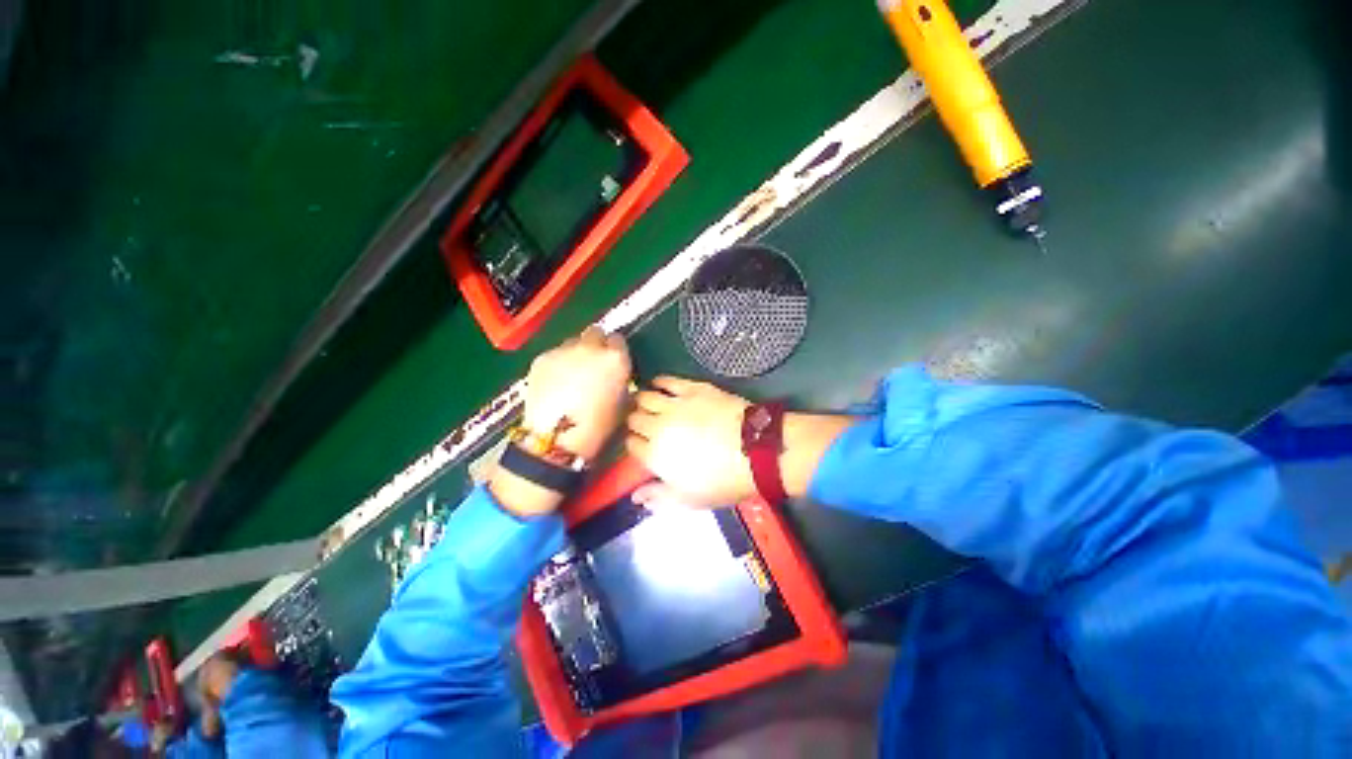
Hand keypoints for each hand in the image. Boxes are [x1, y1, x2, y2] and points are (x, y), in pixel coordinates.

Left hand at [492, 327, 630, 517]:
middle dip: (595, 345)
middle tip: (592, 364)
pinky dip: (557, 363)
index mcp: (615, 359)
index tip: (612, 361)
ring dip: (576, 353)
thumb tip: (615, 374)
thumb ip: (620, 380)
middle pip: (595, 333)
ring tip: (571, 374)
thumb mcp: (621, 402)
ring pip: (573, 342)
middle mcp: (590, 348)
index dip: (615, 350)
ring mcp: (563, 351)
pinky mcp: (542, 358)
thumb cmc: (597, 426)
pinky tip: (555, 382)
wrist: (557, 438)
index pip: (618, 339)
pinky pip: (555, 354)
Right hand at [624, 377, 755, 508]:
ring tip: (646, 403)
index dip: (634, 444)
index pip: (632, 444)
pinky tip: (657, 384)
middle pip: (634, 419)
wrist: (756, 451)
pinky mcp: (692, 389)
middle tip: (644, 424)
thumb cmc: (723, 480)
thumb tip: (635, 496)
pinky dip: (658, 382)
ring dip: (642, 401)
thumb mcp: (689, 499)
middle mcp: (658, 427)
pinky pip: (666, 381)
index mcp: (655, 455)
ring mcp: (674, 405)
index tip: (641, 445)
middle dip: (635, 422)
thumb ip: (658, 496)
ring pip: (644, 397)